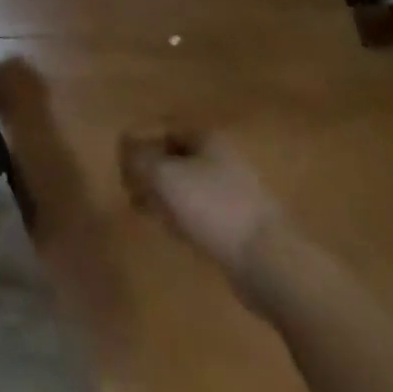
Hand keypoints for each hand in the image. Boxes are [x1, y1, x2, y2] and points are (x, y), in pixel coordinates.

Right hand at [119, 129, 281, 281]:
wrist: (268, 261)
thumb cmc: (212, 207)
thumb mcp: (163, 177)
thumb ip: (138, 159)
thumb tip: (125, 148)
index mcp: (207, 139)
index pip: (166, 130)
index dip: (141, 144)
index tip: (124, 166)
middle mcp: (222, 159)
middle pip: (177, 158)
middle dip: (152, 173)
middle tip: (131, 191)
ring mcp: (235, 193)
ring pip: (189, 186)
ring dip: (166, 197)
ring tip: (147, 212)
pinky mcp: (241, 225)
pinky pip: (203, 212)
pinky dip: (184, 217)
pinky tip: (175, 233)